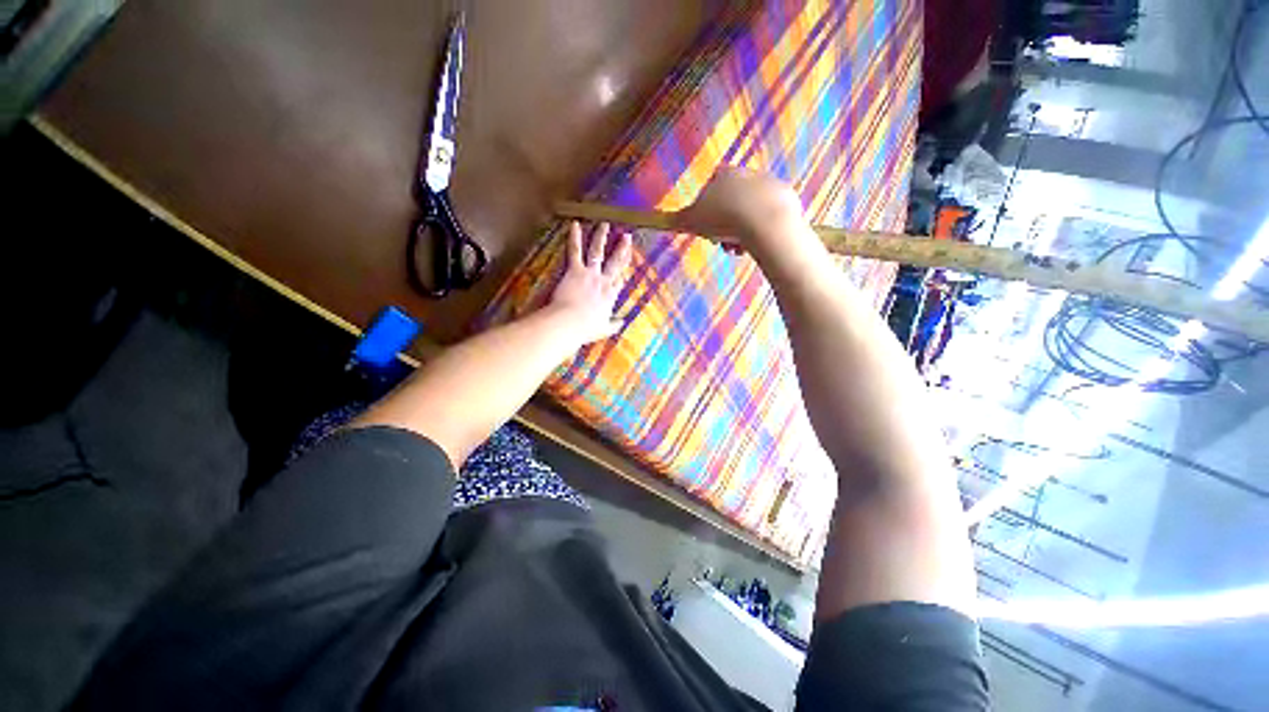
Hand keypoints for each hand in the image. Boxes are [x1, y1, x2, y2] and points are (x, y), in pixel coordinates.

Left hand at [545, 221, 632, 344]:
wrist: (570, 323)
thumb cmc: (586, 328)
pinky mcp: (575, 270)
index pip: (619, 280)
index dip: (624, 270)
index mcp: (611, 296)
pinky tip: (575, 224)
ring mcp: (590, 274)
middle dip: (622, 249)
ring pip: (598, 252)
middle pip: (616, 263)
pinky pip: (575, 251)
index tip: (627, 261)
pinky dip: (574, 237)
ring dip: (601, 237)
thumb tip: (622, 322)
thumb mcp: (604, 329)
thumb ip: (614, 325)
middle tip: (627, 237)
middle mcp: (604, 282)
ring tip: (605, 225)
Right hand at [672, 168, 808, 258]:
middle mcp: (746, 173)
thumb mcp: (692, 221)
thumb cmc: (723, 219)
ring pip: (749, 211)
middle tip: (722, 244)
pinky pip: (768, 216)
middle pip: (730, 202)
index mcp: (723, 174)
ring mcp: (769, 184)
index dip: (706, 212)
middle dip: (724, 225)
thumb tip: (663, 221)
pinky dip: (760, 229)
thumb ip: (678, 220)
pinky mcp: (786, 197)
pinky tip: (756, 243)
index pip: (709, 191)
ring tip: (738, 249)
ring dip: (740, 231)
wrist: (765, 221)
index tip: (706, 230)